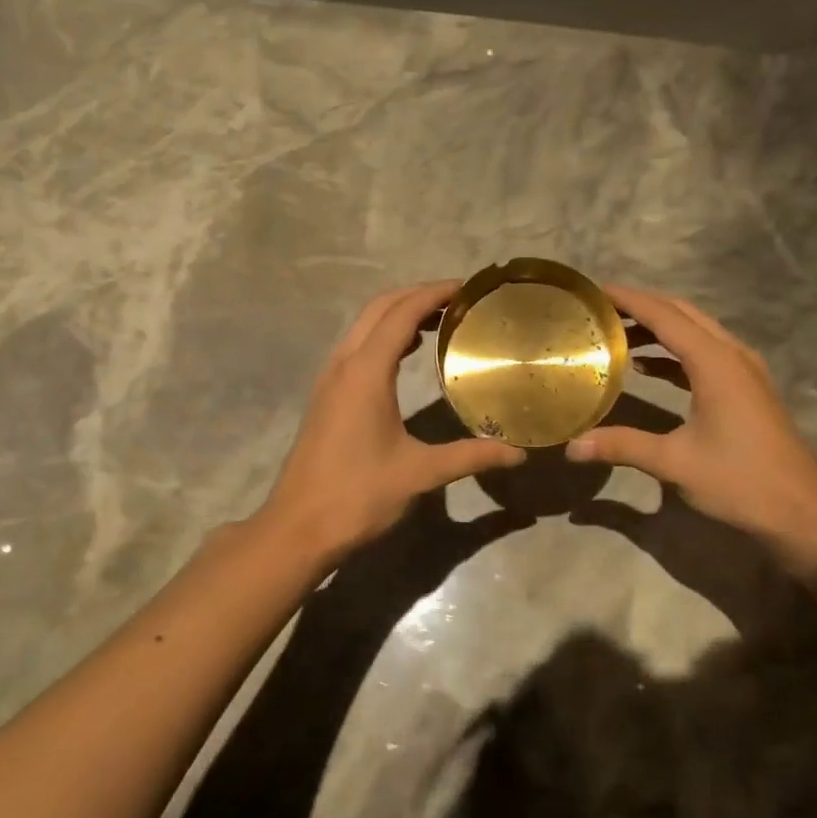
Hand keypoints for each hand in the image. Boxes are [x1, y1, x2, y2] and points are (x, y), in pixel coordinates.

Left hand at [259, 281, 524, 562]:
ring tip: (438, 323)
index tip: (467, 289)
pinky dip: (382, 338)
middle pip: (378, 309)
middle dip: (416, 296)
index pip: (401, 314)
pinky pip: (355, 348)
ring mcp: (329, 380)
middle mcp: (343, 365)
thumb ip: (470, 456)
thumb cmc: (358, 496)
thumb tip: (517, 453)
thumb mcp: (420, 473)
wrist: (298, 528)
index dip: (434, 294)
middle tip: (458, 302)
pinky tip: (405, 357)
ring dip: (397, 315)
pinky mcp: (325, 398)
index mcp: (365, 373)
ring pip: (362, 327)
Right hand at [566, 285, 816, 543]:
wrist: (801, 511)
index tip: (596, 290)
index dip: (629, 300)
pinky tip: (649, 368)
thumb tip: (571, 447)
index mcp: (716, 362)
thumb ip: (622, 446)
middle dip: (643, 307)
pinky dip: (675, 353)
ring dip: (660, 329)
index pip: (665, 316)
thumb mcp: (675, 463)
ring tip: (618, 334)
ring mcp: (745, 371)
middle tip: (602, 310)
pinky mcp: (747, 390)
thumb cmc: (740, 481)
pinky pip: (706, 355)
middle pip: (683, 314)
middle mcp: (732, 355)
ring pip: (697, 333)